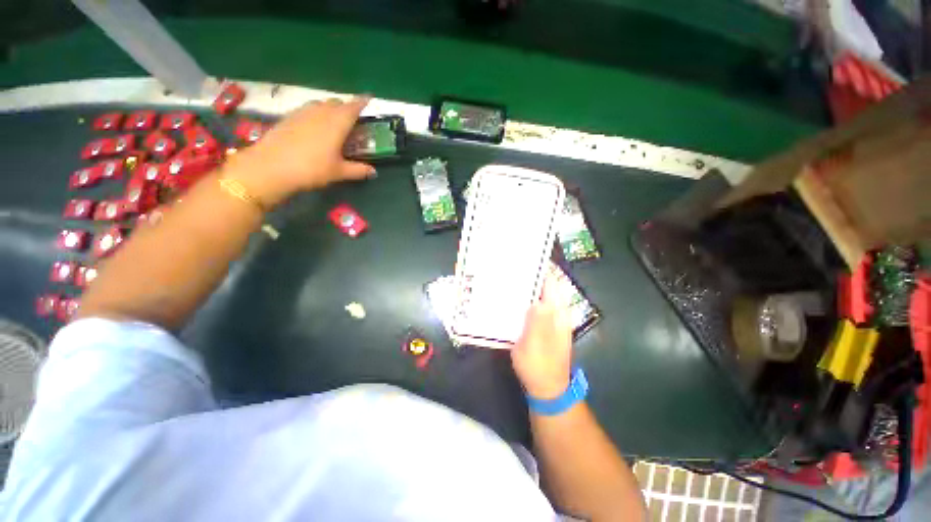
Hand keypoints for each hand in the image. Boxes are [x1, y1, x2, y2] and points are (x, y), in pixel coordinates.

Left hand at [226, 97, 376, 207]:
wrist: (270, 167)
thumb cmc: (311, 169)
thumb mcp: (339, 172)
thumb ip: (358, 170)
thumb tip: (373, 172)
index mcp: (336, 123)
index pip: (353, 107)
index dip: (362, 102)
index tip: (369, 98)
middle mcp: (320, 112)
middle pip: (336, 103)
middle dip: (346, 107)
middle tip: (353, 119)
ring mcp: (302, 113)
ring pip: (320, 104)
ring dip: (330, 109)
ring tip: (334, 122)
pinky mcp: (288, 117)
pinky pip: (307, 109)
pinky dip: (315, 113)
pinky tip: (314, 126)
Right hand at [511, 275, 573, 399]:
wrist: (547, 389)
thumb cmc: (539, 366)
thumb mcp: (534, 343)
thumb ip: (536, 319)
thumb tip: (536, 296)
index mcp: (558, 313)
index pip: (552, 281)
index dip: (541, 267)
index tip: (524, 257)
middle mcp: (557, 312)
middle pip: (545, 285)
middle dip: (530, 274)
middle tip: (509, 265)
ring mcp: (551, 319)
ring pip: (539, 294)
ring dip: (526, 286)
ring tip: (507, 277)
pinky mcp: (543, 325)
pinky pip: (534, 305)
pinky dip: (524, 298)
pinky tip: (510, 298)